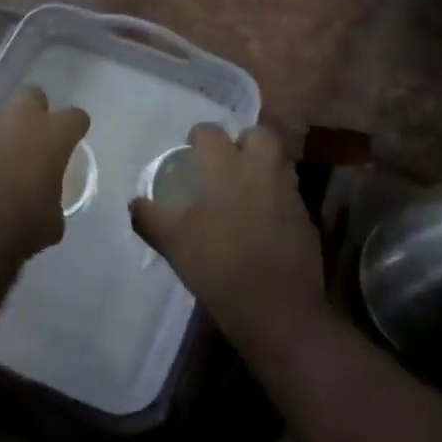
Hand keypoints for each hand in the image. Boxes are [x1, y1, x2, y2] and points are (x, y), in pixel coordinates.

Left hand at [0, 87, 88, 264]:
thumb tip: (46, 201)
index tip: (74, 140)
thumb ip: (53, 198)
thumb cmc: (20, 226)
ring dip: (4, 131)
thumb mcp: (52, 222)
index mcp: (52, 135)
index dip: (76, 128)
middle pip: (32, 95)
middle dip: (36, 111)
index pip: (75, 116)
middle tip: (36, 137)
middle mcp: (19, 120)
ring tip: (3, 159)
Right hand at [130, 124, 325, 347]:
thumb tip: (135, 203)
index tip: (190, 155)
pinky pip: (289, 194)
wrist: (278, 310)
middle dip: (243, 141)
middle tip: (226, 163)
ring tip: (242, 191)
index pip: (210, 132)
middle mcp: (261, 170)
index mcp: (227, 167)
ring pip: (278, 162)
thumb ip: (148, 217)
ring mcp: (289, 194)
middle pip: (259, 134)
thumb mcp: (172, 243)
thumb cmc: (219, 267)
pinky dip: (275, 198)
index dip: (197, 139)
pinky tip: (261, 223)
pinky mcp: (306, 219)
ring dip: (261, 167)